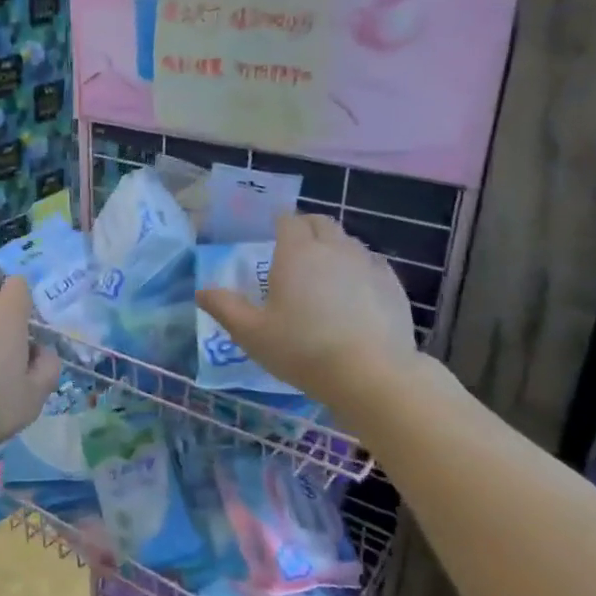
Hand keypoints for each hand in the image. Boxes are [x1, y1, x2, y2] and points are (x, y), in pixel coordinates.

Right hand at [196, 213, 419, 409]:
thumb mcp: (251, 333)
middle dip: (306, 228)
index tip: (270, 236)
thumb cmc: (303, 349)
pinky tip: (353, 293)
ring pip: (348, 241)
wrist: (372, 374)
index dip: (278, 224)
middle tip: (293, 251)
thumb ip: (224, 308)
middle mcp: (334, 248)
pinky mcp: (393, 285)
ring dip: (333, 248)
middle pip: (321, 223)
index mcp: (297, 252)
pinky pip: (372, 264)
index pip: (288, 220)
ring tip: (322, 273)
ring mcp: (368, 264)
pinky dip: (359, 269)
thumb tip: (202, 291)